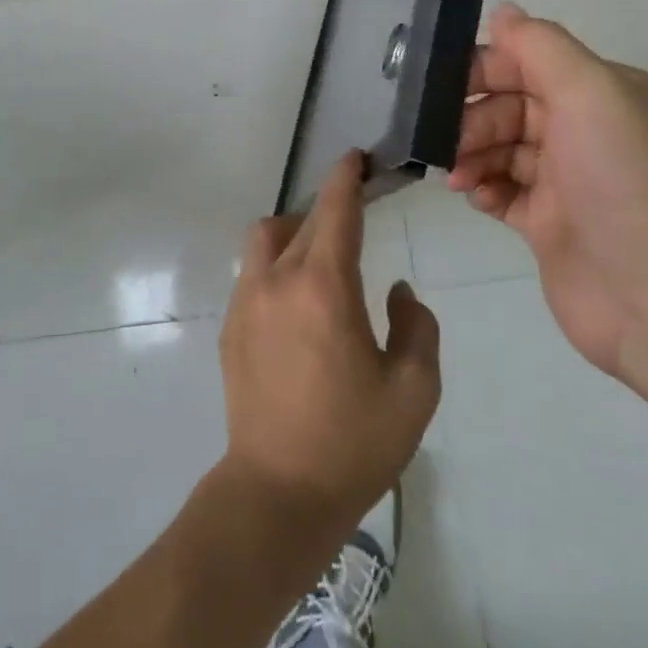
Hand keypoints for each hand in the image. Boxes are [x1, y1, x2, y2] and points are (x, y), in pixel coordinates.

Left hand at [218, 151, 440, 536]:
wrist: (278, 491)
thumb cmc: (354, 442)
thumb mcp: (414, 389)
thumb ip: (417, 326)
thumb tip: (397, 291)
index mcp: (323, 286)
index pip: (334, 210)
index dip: (346, 177)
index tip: (356, 157)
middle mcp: (276, 279)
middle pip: (303, 221)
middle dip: (330, 209)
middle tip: (357, 215)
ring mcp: (245, 300)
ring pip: (266, 237)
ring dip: (295, 232)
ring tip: (323, 260)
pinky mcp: (230, 324)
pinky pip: (253, 271)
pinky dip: (277, 264)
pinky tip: (298, 303)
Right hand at [447, 3, 647, 395]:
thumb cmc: (627, 183)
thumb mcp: (591, 94)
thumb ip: (540, 46)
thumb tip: (502, 10)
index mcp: (606, 94)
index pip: (530, 62)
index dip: (484, 70)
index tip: (443, 87)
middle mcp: (590, 132)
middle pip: (511, 106)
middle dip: (473, 118)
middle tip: (447, 143)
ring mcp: (570, 182)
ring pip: (503, 149)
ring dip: (472, 154)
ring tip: (458, 176)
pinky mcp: (552, 227)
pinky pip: (504, 192)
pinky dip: (484, 190)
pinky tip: (475, 197)